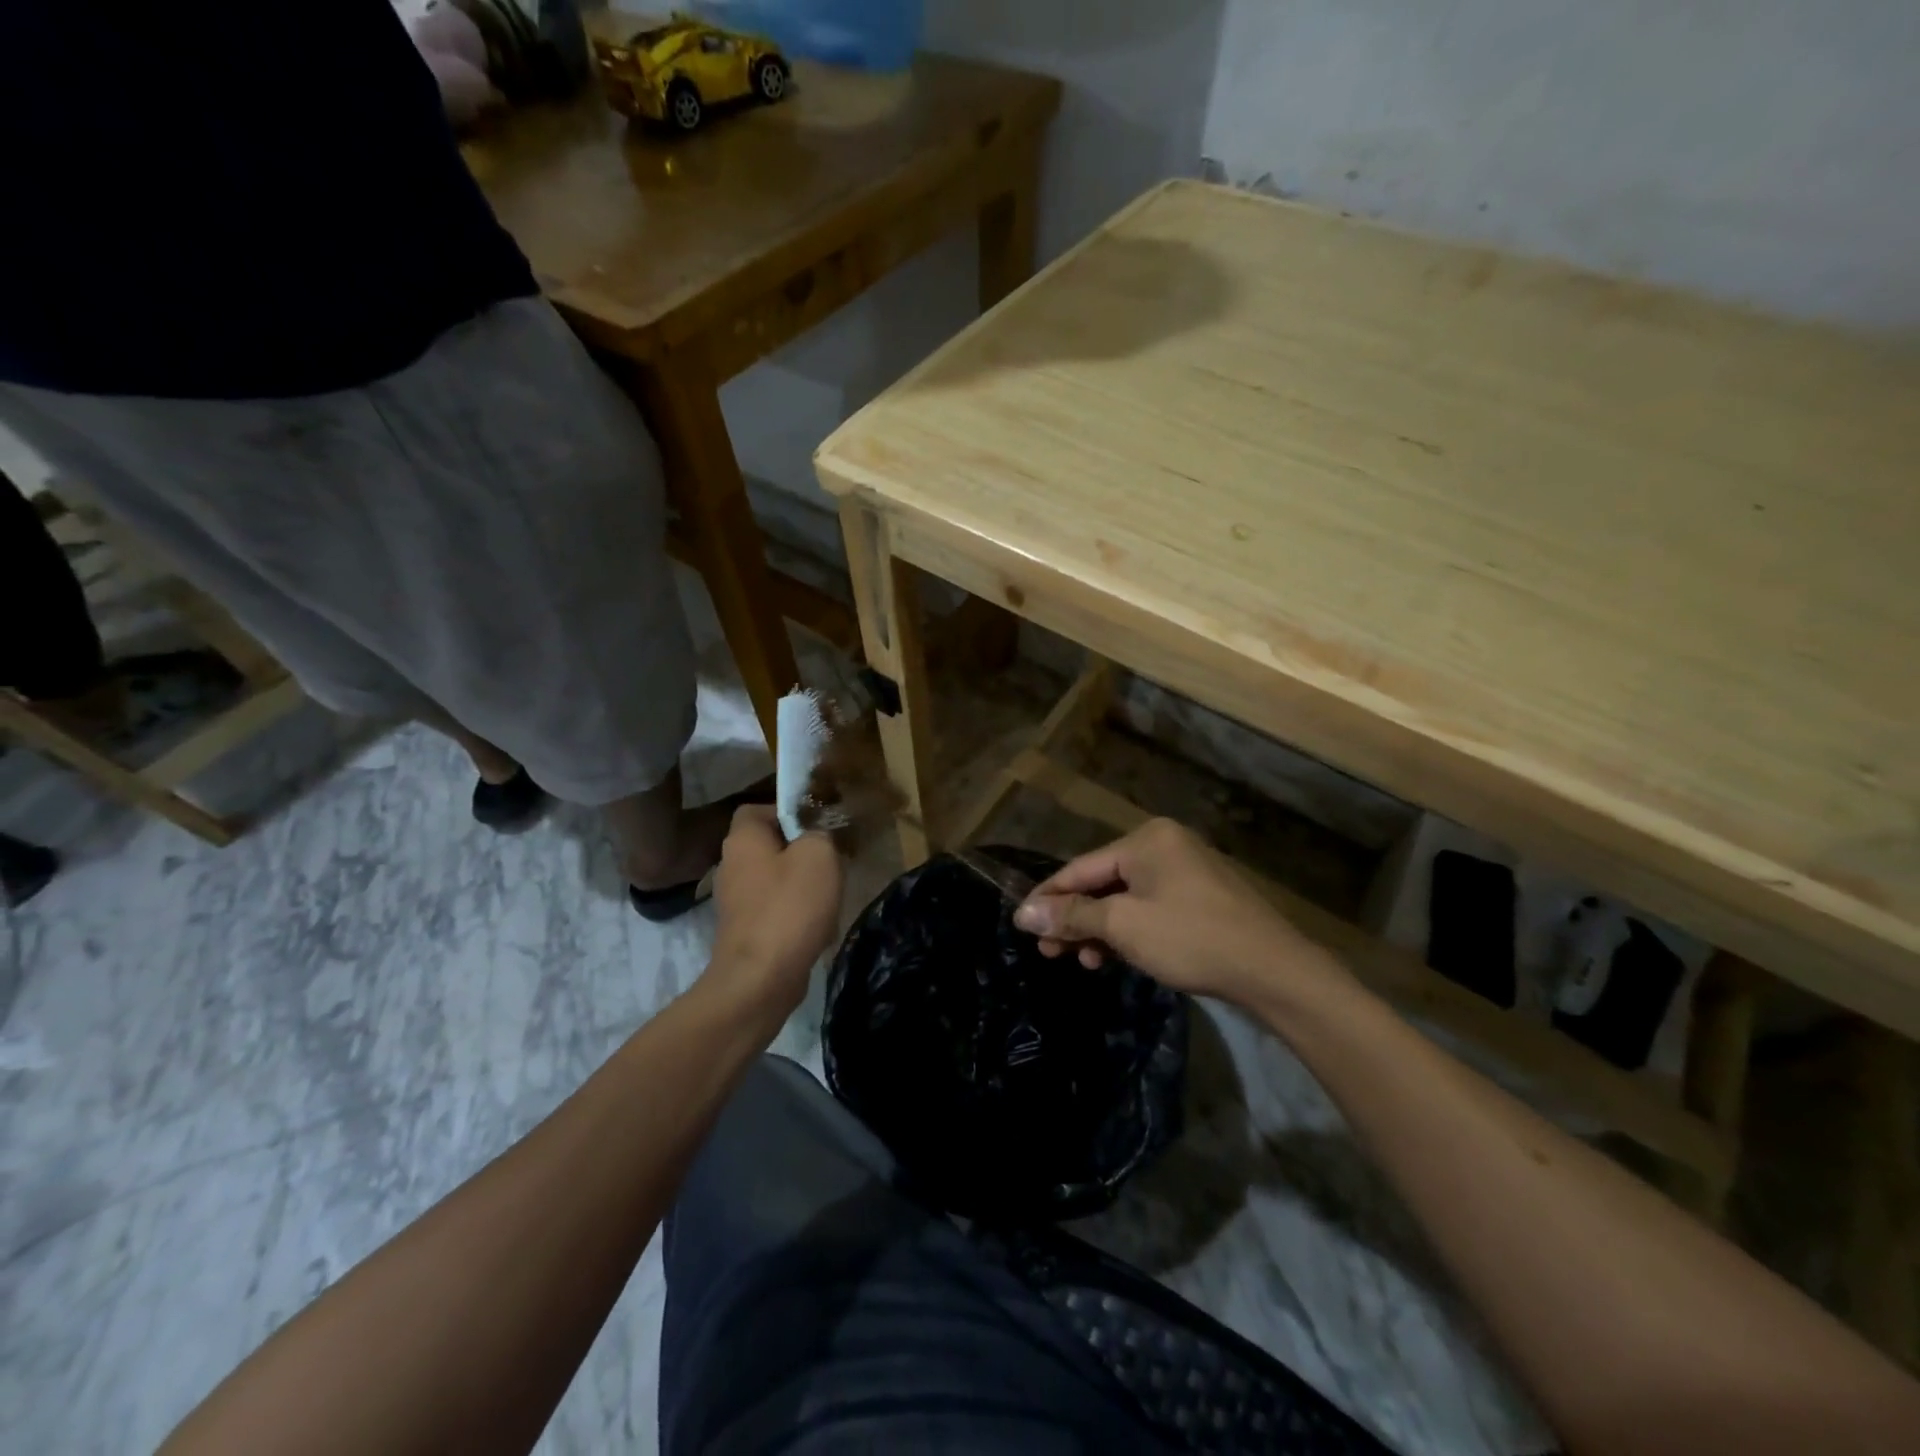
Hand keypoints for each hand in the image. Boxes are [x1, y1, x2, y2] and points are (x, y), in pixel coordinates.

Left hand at [703, 806, 843, 1024]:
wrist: (760, 978)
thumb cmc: (790, 907)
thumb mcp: (819, 855)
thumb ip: (819, 834)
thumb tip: (816, 838)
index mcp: (742, 839)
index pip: (758, 809)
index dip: (787, 811)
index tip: (817, 825)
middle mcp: (731, 865)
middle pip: (769, 846)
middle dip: (802, 852)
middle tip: (831, 860)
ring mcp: (734, 901)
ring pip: (775, 879)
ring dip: (803, 886)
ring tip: (830, 896)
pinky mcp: (744, 931)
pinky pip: (775, 910)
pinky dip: (796, 914)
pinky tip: (818, 928)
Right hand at [1013, 818, 1345, 1010]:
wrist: (1274, 972)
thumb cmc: (1191, 939)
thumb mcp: (1123, 926)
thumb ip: (1071, 916)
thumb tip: (1022, 913)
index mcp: (1145, 841)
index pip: (1080, 867)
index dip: (1048, 897)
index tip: (1021, 924)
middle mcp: (1164, 846)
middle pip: (1102, 882)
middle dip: (1074, 918)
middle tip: (1048, 953)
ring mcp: (1186, 872)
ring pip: (1125, 898)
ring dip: (1100, 929)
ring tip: (1082, 962)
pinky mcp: (1200, 898)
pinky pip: (1149, 908)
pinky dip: (1128, 931)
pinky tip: (1113, 957)